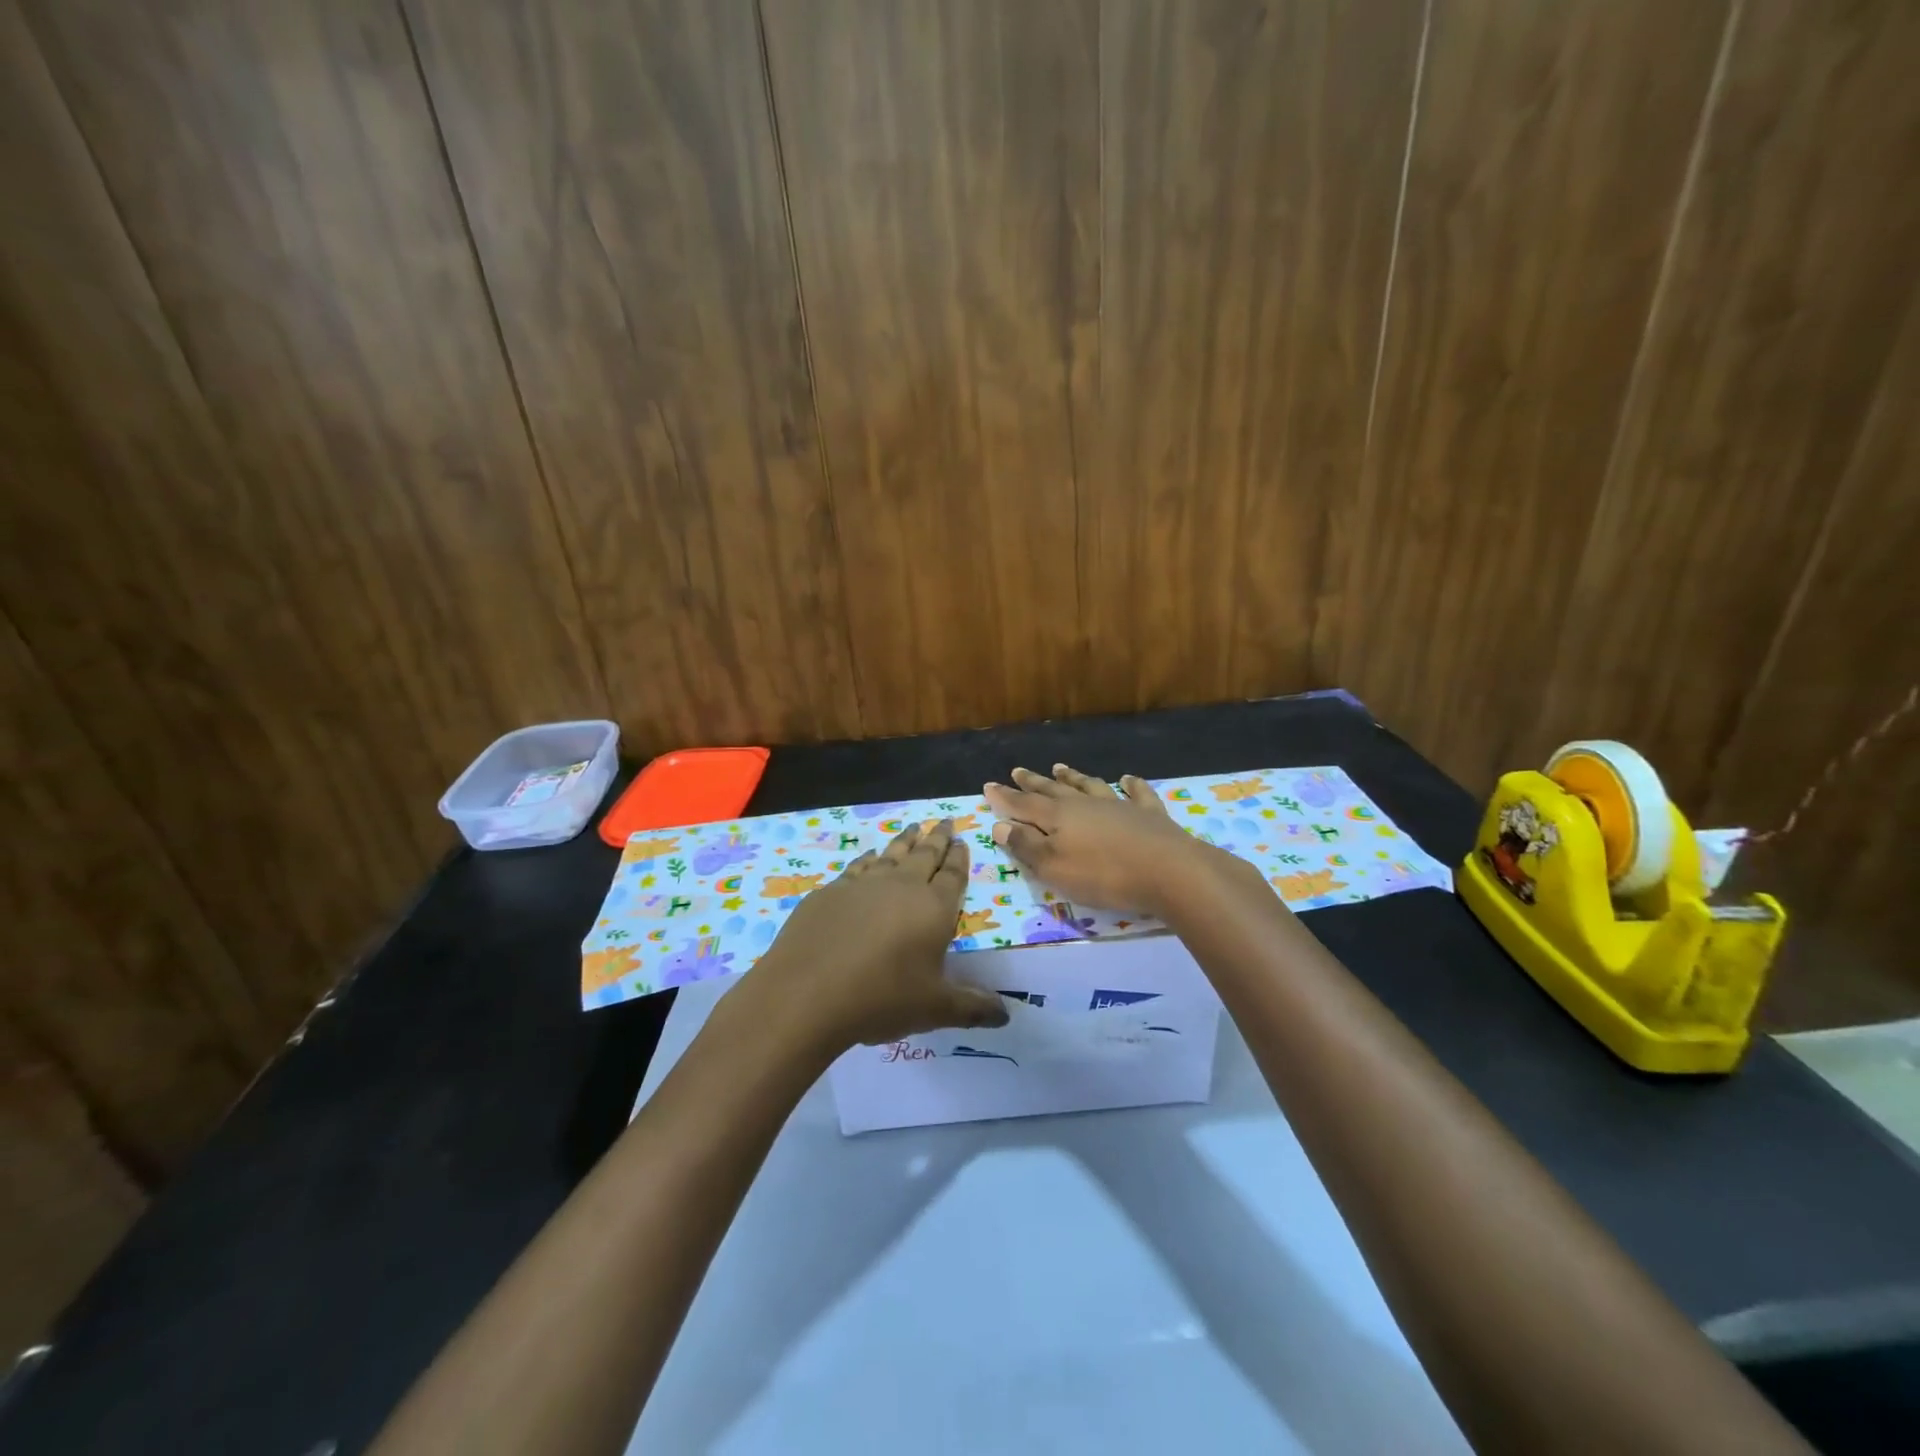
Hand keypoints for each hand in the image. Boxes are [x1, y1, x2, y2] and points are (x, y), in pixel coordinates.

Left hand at [733, 819, 1008, 1054]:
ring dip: (904, 841)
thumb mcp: (934, 1009)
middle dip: (937, 838)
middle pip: (924, 855)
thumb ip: (972, 1008)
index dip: (959, 858)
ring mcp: (862, 885)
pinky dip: (869, 859)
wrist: (806, 993)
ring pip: (891, 855)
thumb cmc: (881, 998)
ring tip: (913, 829)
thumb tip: (1006, 1015)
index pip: (953, 876)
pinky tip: (870, 856)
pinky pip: (858, 867)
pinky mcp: (830, 892)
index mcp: (934, 909)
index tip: (962, 840)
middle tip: (944, 821)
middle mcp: (901, 887)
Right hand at [983, 764, 1242, 914]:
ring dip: (1073, 777)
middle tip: (1018, 770)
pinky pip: (1137, 792)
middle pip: (1053, 790)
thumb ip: (1026, 847)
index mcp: (1058, 817)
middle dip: (1033, 782)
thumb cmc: (1104, 875)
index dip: (1004, 797)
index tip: (988, 786)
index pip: (1023, 805)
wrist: (1169, 871)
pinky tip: (1127, 778)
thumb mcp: (1055, 868)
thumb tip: (1000, 825)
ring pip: (1089, 785)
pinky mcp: (1149, 814)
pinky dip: (1131, 784)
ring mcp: (1119, 805)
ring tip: (1060, 767)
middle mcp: (1085, 804)